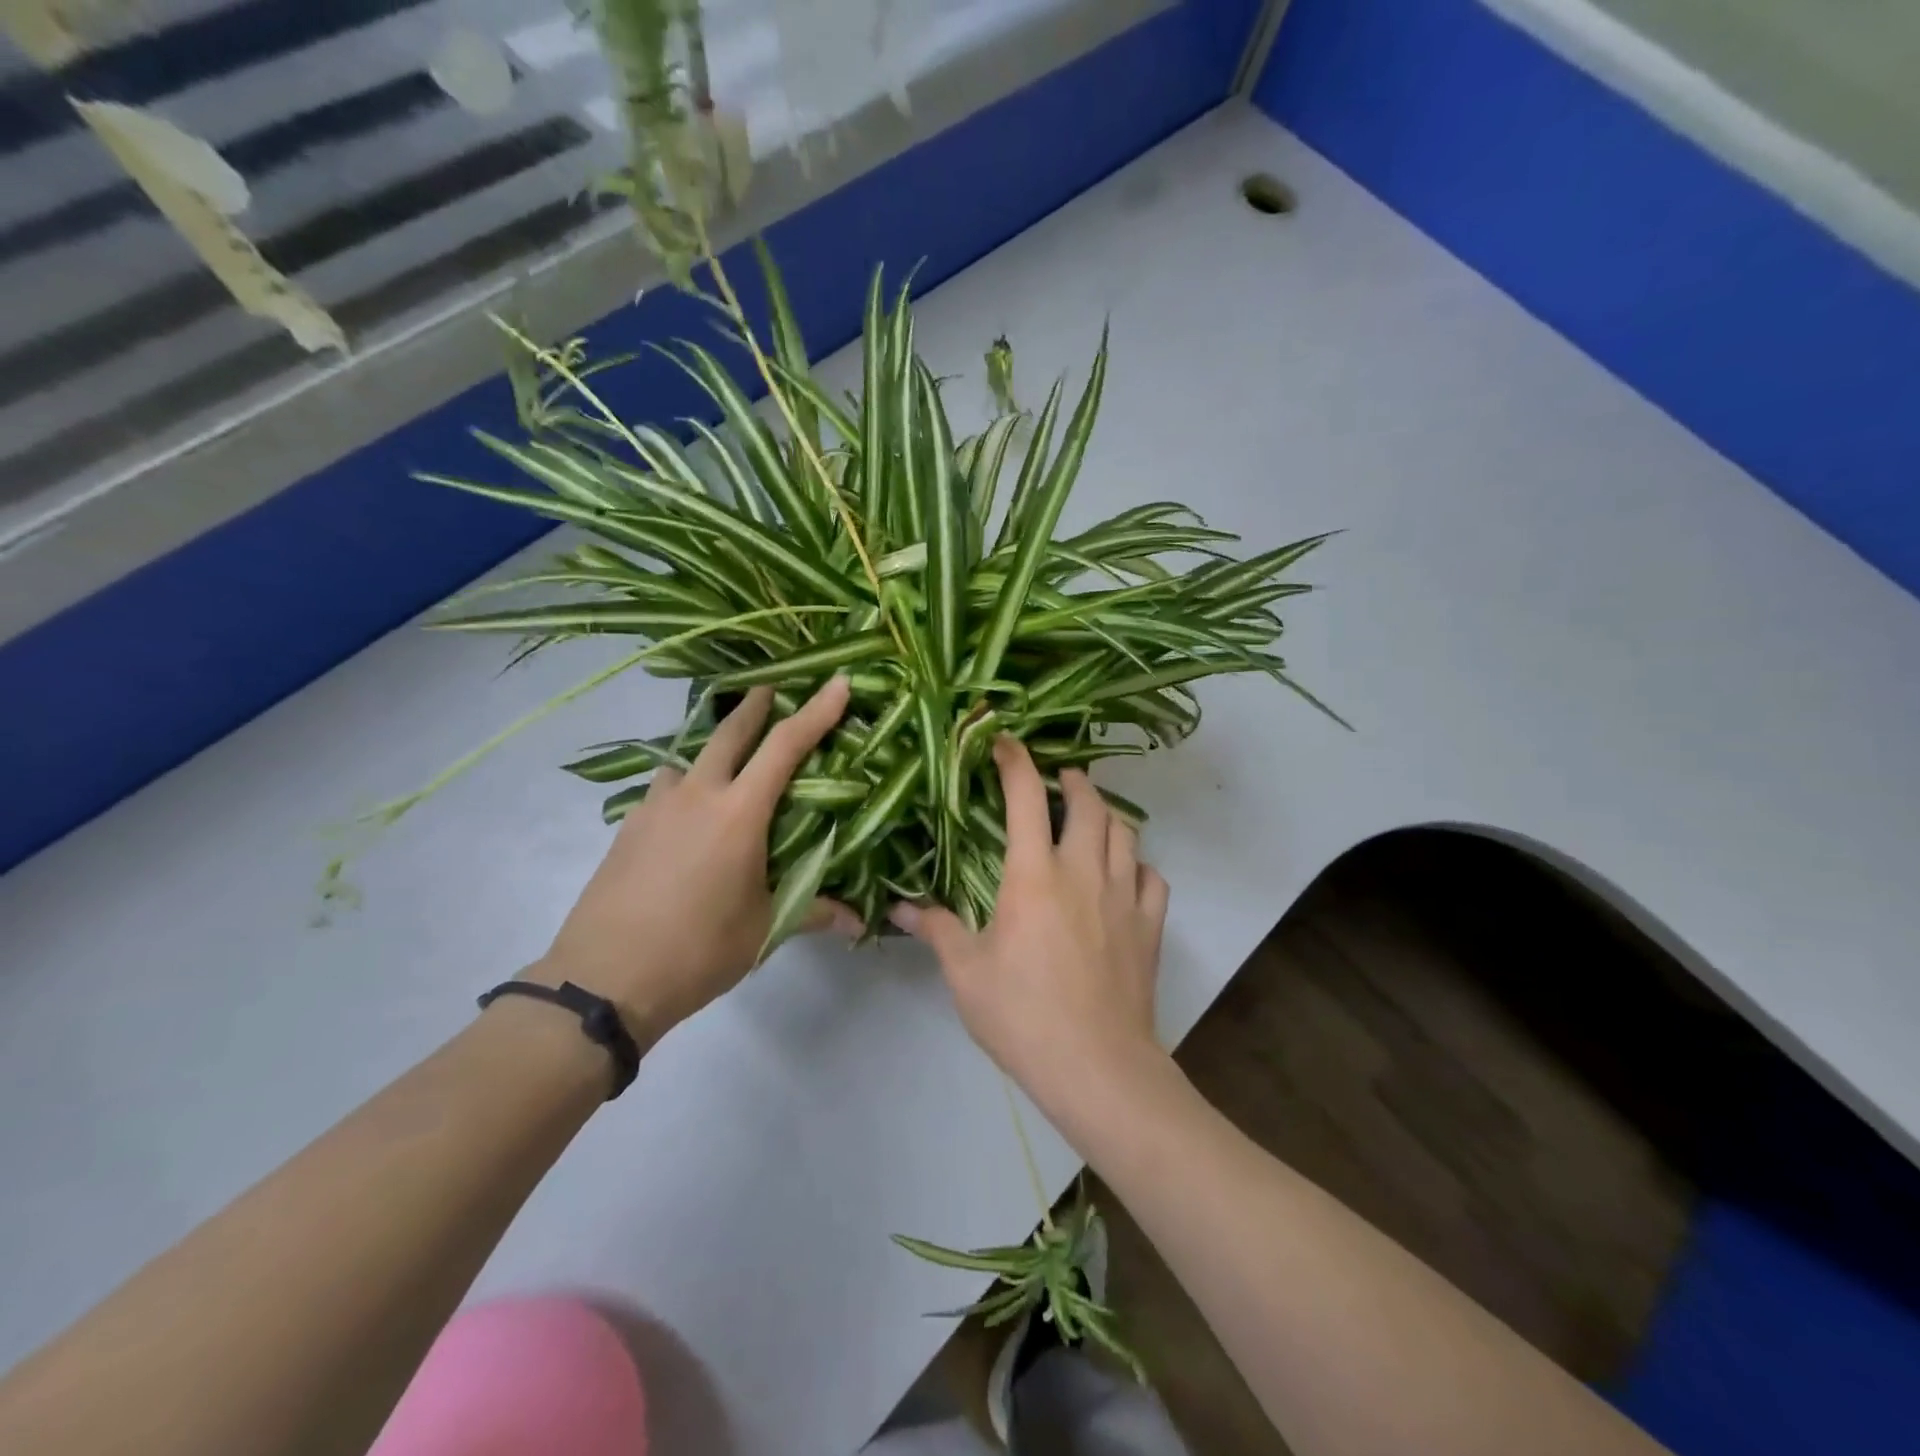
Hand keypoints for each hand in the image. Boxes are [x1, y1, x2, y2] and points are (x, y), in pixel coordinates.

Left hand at [529, 678, 861, 1045]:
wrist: (602, 980)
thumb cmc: (697, 950)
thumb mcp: (763, 930)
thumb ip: (813, 913)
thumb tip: (857, 921)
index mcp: (738, 813)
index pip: (785, 747)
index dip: (815, 711)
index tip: (837, 682)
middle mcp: (696, 796)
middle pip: (729, 732)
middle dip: (755, 705)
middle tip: (772, 687)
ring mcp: (656, 807)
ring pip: (690, 758)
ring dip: (713, 748)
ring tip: (727, 763)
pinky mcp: (628, 827)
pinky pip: (665, 790)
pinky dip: (685, 786)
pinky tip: (688, 816)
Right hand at [890, 736, 1169, 1111]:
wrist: (1097, 1067)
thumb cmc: (1022, 1015)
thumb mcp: (966, 973)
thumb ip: (935, 929)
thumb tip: (899, 905)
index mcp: (1034, 875)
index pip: (1027, 798)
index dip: (1016, 761)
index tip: (1006, 742)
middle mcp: (1083, 871)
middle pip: (1089, 804)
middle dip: (1074, 781)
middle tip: (1059, 780)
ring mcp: (1124, 896)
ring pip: (1125, 833)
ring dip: (1107, 815)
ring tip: (1091, 818)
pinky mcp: (1150, 925)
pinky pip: (1151, 877)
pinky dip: (1137, 865)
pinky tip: (1125, 875)